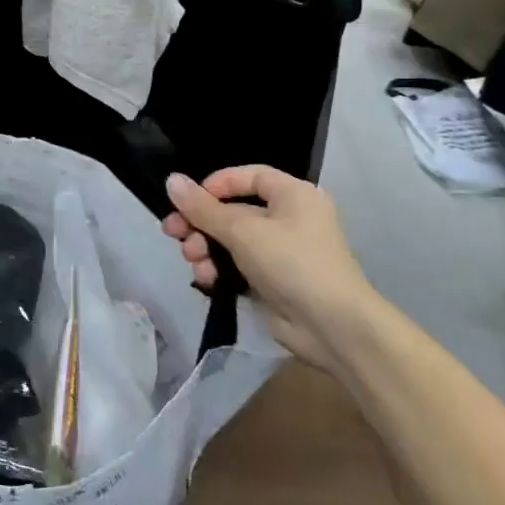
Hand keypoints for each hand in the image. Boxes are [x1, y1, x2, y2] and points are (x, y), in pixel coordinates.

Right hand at [162, 165, 383, 367]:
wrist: (333, 328)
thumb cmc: (292, 263)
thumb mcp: (242, 230)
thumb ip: (202, 207)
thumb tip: (171, 180)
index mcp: (294, 196)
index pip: (249, 177)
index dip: (216, 184)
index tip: (188, 199)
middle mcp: (290, 219)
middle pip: (233, 210)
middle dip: (200, 223)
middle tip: (172, 232)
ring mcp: (281, 252)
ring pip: (230, 240)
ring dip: (205, 248)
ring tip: (192, 260)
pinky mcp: (273, 281)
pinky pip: (237, 265)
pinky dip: (218, 269)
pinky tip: (206, 278)